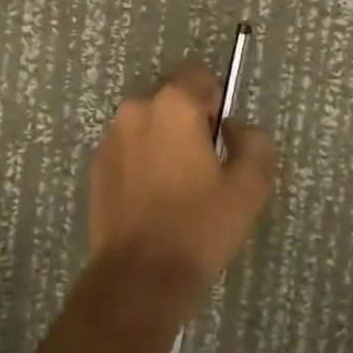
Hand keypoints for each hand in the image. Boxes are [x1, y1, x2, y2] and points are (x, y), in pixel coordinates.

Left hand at [89, 62, 276, 289]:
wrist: (139, 277)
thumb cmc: (199, 227)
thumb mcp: (249, 188)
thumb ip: (254, 143)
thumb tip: (234, 128)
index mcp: (173, 105)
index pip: (199, 75)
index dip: (215, 101)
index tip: (221, 138)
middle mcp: (137, 108)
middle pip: (172, 100)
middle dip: (189, 123)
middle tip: (203, 168)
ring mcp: (112, 135)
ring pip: (149, 124)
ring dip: (164, 141)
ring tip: (177, 188)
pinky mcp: (98, 162)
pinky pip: (129, 147)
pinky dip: (142, 161)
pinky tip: (153, 200)